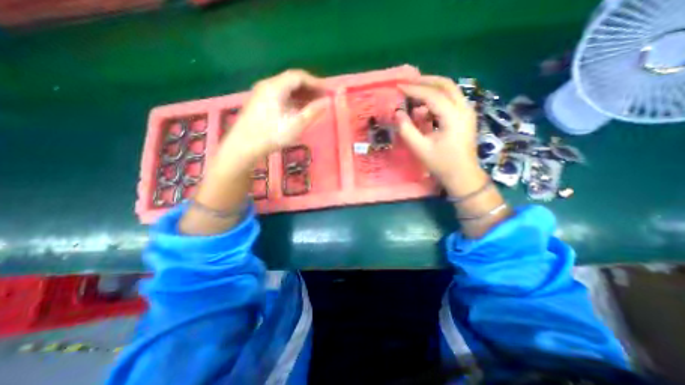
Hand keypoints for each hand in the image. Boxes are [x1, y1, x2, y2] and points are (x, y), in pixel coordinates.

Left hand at [217, 68, 327, 163]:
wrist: (243, 147)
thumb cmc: (271, 135)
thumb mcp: (296, 124)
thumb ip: (313, 111)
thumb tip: (328, 101)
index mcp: (275, 86)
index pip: (299, 76)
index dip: (315, 82)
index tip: (328, 91)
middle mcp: (267, 85)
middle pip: (291, 81)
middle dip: (309, 89)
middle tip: (322, 98)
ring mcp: (261, 94)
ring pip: (285, 89)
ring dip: (301, 95)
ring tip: (314, 105)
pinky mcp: (259, 103)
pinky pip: (279, 96)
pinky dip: (292, 100)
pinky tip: (298, 110)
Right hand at [393, 75, 489, 195]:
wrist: (463, 175)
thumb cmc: (442, 164)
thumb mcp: (420, 149)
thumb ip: (407, 130)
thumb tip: (398, 113)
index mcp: (453, 117)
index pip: (432, 95)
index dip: (414, 89)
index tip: (398, 87)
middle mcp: (464, 108)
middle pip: (446, 85)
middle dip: (425, 81)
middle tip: (407, 83)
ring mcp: (467, 111)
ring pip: (450, 90)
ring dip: (431, 88)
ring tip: (413, 94)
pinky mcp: (465, 116)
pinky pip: (451, 100)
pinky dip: (436, 99)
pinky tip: (424, 109)